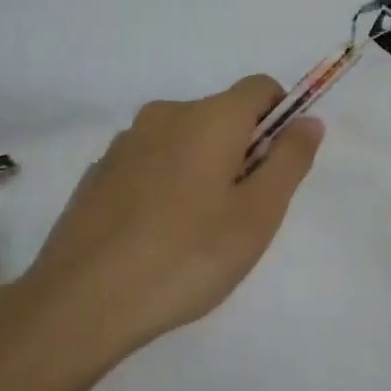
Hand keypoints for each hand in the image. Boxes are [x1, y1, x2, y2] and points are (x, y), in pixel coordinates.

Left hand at [15, 75, 324, 358]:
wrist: (81, 302)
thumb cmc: (187, 255)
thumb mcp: (258, 214)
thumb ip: (290, 160)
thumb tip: (309, 120)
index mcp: (210, 116)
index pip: (261, 87)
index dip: (281, 117)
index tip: (278, 167)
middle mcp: (166, 114)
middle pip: (222, 115)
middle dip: (242, 150)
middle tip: (241, 213)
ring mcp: (126, 142)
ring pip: (185, 140)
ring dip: (203, 168)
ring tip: (196, 232)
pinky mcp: (99, 172)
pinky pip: (150, 163)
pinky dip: (166, 184)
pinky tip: (155, 236)